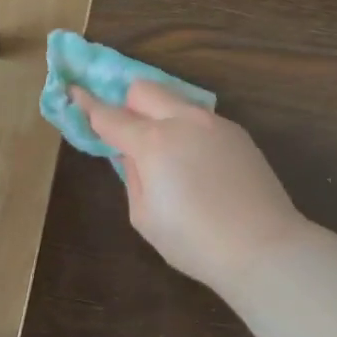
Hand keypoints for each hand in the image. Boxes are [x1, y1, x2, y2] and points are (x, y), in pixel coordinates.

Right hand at [72, 80, 307, 291]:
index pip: (109, 116)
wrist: (262, 246)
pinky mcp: (238, 133)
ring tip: (168, 154)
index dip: (88, 104)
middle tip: (128, 134)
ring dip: (161, 114)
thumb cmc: (194, 241)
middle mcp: (183, 121)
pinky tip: (199, 166)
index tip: (74, 92)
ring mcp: (214, 123)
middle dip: (128, 103)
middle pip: (143, 89)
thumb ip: (132, 175)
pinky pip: (202, 119)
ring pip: (176, 100)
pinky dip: (188, 130)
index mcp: (153, 142)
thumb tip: (130, 153)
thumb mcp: (144, 216)